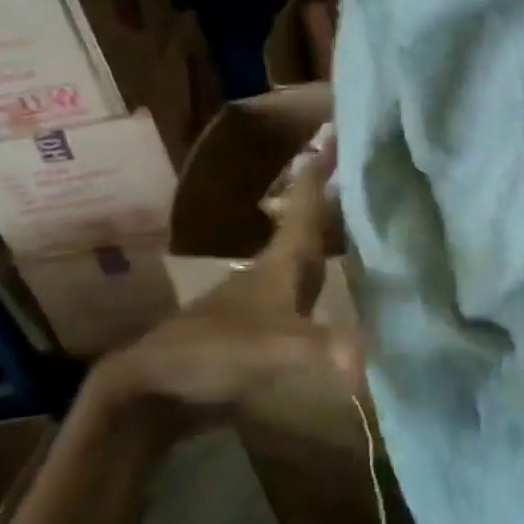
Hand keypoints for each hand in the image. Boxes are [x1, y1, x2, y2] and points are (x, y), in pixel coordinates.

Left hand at [93, 129, 362, 426]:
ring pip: (307, 257)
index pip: (305, 204)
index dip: (321, 169)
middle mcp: (274, 272)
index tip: (338, 130)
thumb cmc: (215, 354)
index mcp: (281, 262)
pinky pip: (305, 293)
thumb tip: (368, 359)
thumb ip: (324, 349)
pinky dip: (326, 282)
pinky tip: (342, 292)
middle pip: (311, 227)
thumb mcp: (276, 350)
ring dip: (332, 240)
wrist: (153, 393)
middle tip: (370, 178)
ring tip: (366, 227)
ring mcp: (264, 300)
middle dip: (338, 202)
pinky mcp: (259, 328)